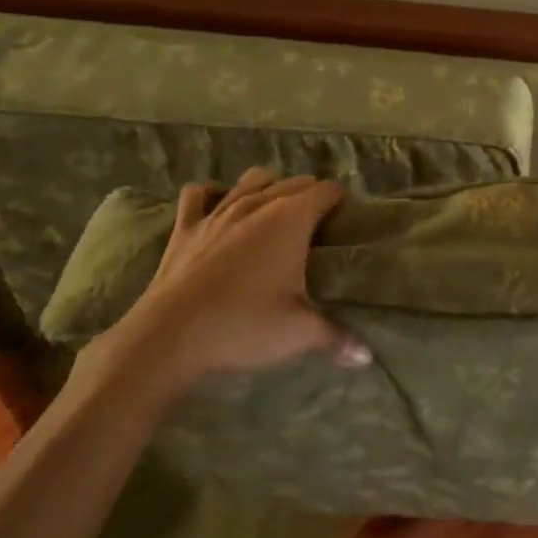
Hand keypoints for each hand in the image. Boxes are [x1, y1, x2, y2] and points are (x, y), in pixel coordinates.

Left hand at [80, 168, 370, 418]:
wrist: (171, 336)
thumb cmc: (245, 325)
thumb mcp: (299, 333)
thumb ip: (336, 338)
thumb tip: (367, 357)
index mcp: (292, 219)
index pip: (326, 191)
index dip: (338, 200)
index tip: (345, 218)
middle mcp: (258, 204)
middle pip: (294, 182)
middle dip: (309, 194)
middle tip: (318, 222)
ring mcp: (219, 211)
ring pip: (251, 180)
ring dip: (268, 187)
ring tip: (275, 208)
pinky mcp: (186, 227)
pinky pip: (198, 194)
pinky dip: (212, 194)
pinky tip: (218, 205)